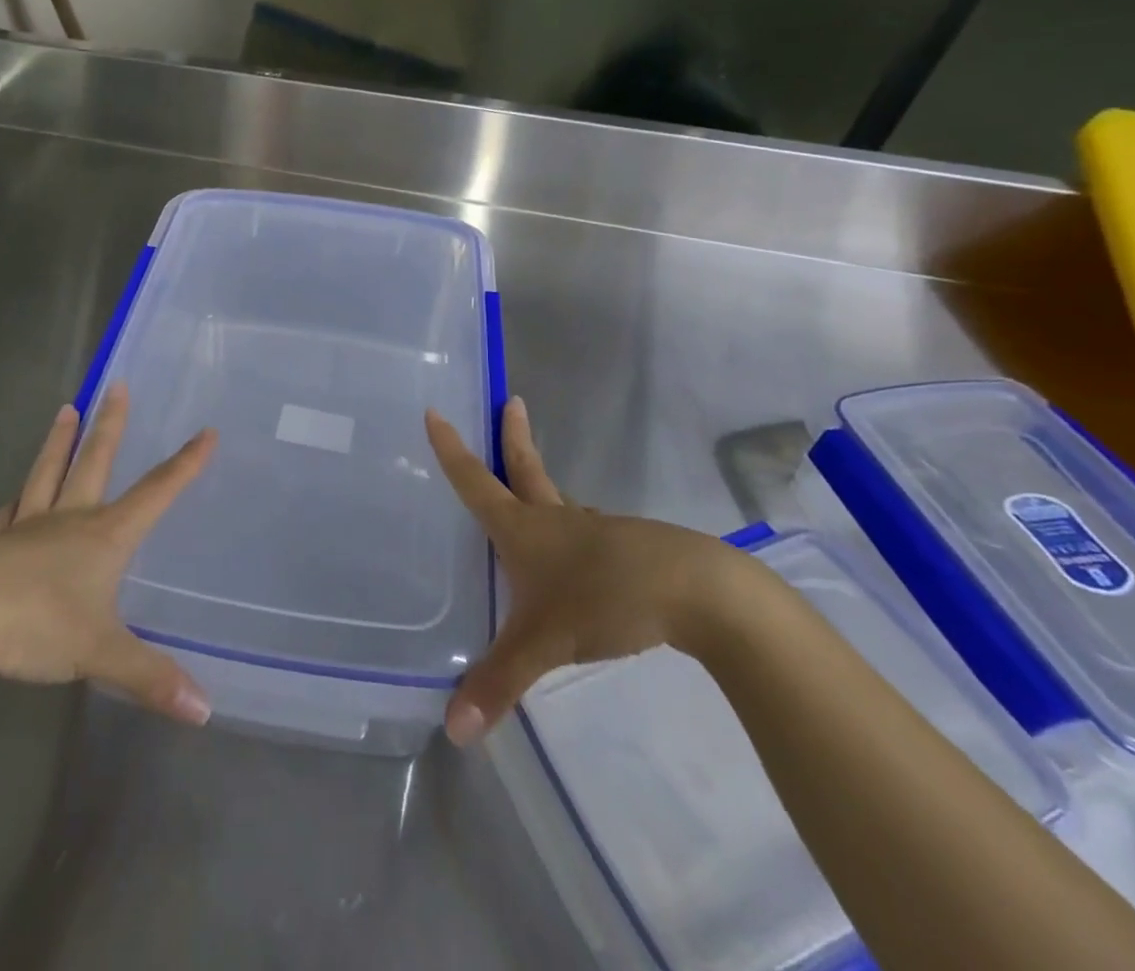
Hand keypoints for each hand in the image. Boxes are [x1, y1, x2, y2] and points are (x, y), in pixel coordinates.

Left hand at [0, 385, 215, 729]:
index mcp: (102, 536)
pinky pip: (10, 512)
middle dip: (111, 425)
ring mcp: (25, 528)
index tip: (206, 431)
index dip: (184, 465)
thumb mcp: (99, 653)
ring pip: (48, 473)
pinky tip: (13, 497)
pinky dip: (17, 499)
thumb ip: (149, 677)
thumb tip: (205, 710)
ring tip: (65, 409)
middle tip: (115, 385)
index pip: (155, 493)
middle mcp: (67, 520)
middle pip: (94, 461)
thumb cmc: (33, 625)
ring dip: (59, 442)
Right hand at [425, 398, 740, 745]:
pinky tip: (583, 553)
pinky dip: (576, 529)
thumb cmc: (605, 598)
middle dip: (512, 438)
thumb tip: (453, 733)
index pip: (475, 482)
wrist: (698, 592)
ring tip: (534, 487)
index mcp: (524, 528)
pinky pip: (590, 531)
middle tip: (512, 402)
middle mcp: (555, 519)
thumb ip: (499, 685)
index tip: (437, 412)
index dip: (452, 450)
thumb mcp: (544, 644)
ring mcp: (595, 531)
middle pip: (526, 469)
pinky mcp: (628, 550)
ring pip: (561, 500)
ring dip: (543, 484)